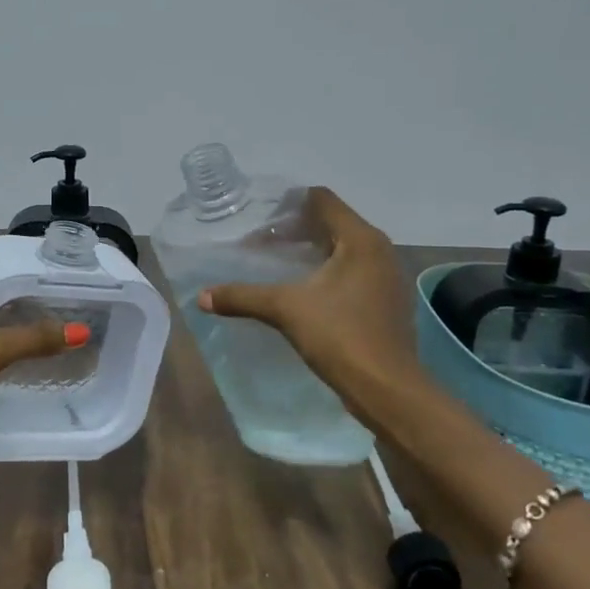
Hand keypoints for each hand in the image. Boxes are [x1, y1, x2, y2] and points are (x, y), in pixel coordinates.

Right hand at [197, 187, 412, 405]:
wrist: (387, 388)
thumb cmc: (340, 335)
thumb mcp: (285, 310)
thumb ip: (242, 297)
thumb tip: (201, 297)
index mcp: (361, 240)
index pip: (323, 200)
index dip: (290, 202)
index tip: (261, 216)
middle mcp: (380, 251)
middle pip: (334, 222)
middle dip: (297, 229)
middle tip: (262, 242)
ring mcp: (388, 277)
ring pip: (345, 249)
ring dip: (313, 251)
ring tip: (280, 264)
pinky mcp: (388, 302)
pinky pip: (354, 272)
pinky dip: (329, 273)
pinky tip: (306, 291)